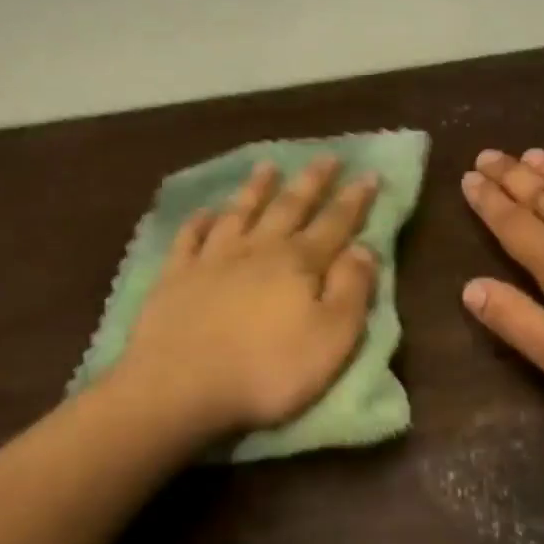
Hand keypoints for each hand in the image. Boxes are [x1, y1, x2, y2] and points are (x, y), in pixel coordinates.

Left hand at [117, 157, 380, 439]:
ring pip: (240, 213)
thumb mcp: (331, 339)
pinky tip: (205, 211)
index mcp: (299, 264)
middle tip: (327, 156)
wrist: (180, 386)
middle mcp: (257, 250)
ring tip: (267, 166)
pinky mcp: (175, 277)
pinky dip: (199, 222)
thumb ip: (352, 291)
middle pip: (289, 207)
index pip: (335, 224)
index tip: (368, 173)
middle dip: (311, 182)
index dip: (354, 200)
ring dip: (256, 189)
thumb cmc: (267, 370)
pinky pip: (189, 238)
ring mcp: (212, 260)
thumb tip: (365, 249)